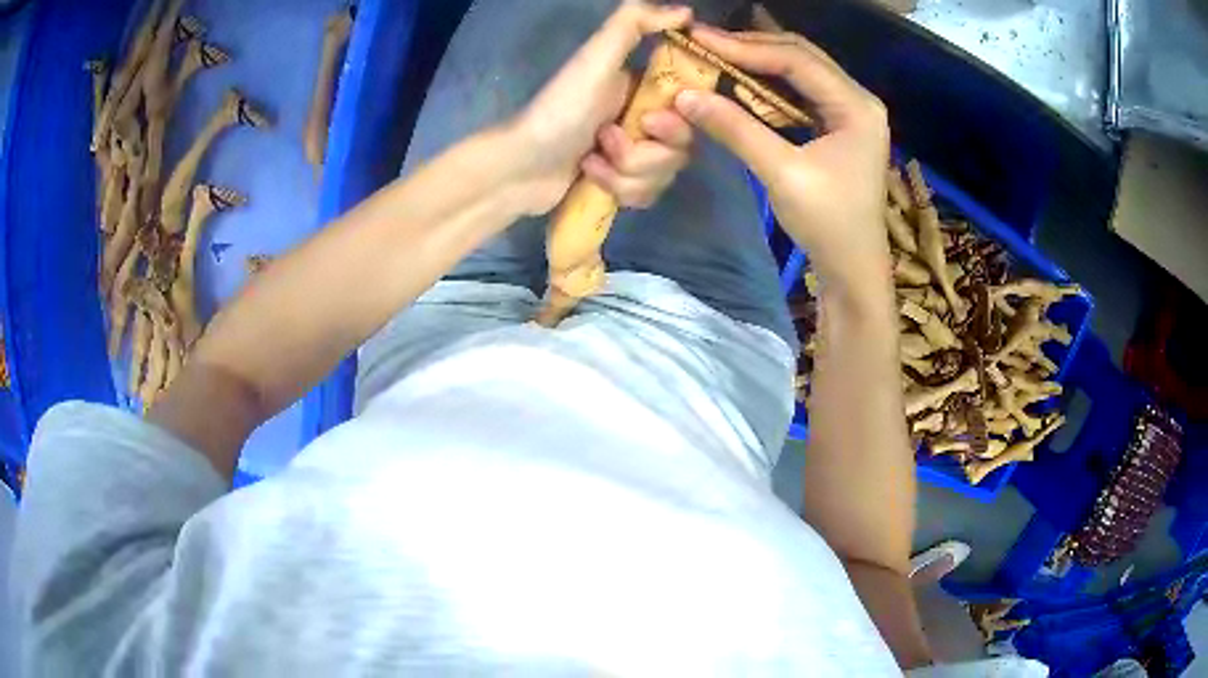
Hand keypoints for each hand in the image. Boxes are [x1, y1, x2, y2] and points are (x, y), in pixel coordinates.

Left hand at [507, 2, 693, 213]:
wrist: (520, 167)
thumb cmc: (560, 108)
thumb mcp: (595, 58)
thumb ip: (633, 23)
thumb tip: (686, 11)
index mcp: (645, 90)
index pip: (691, 113)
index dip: (677, 124)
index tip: (650, 122)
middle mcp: (645, 120)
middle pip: (679, 150)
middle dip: (642, 153)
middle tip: (605, 138)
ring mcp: (635, 155)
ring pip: (663, 176)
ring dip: (624, 172)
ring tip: (590, 160)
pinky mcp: (622, 185)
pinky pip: (646, 196)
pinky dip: (616, 189)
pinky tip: (589, 175)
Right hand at [673, 27, 891, 294]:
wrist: (853, 267)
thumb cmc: (827, 224)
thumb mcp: (781, 173)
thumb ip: (735, 129)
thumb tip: (684, 95)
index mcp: (856, 106)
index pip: (796, 60)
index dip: (746, 46)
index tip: (700, 37)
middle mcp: (858, 99)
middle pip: (802, 56)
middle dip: (752, 46)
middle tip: (705, 42)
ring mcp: (851, 112)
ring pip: (801, 70)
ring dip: (760, 61)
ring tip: (718, 54)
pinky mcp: (840, 125)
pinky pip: (802, 91)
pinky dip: (771, 84)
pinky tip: (744, 81)